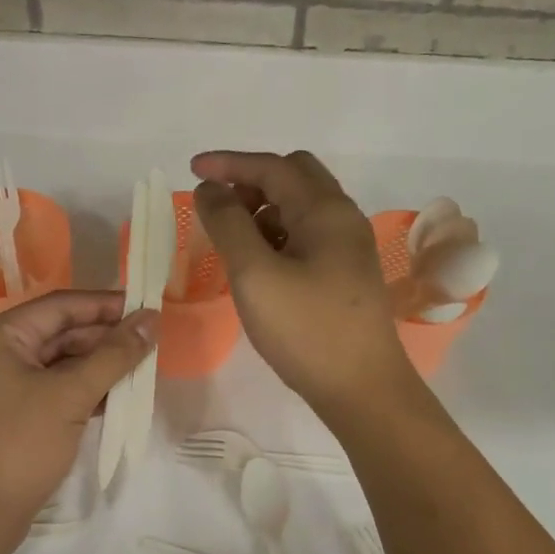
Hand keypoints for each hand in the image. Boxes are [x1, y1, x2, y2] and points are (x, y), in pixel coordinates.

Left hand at [0, 291, 157, 544]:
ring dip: (98, 366)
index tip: (148, 309)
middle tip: (151, 344)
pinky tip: (115, 398)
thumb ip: (114, 355)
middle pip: (60, 332)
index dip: (106, 305)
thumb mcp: (70, 395)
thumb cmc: (18, 445)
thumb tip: (151, 320)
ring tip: (141, 371)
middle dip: (105, 338)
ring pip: (59, 363)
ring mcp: (0, 386)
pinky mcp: (10, 415)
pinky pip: (52, 389)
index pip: (61, 306)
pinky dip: (82, 390)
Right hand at [192, 150, 416, 419]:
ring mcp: (349, 246)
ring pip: (301, 206)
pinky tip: (260, 263)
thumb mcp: (254, 275)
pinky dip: (278, 233)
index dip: (229, 164)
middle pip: (294, 176)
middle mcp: (343, 218)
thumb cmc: (305, 330)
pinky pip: (308, 233)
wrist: (363, 389)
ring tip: (234, 239)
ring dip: (264, 208)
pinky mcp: (347, 271)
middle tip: (219, 207)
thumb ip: (228, 224)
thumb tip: (210, 188)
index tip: (191, 169)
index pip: (272, 167)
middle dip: (251, 182)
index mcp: (325, 210)